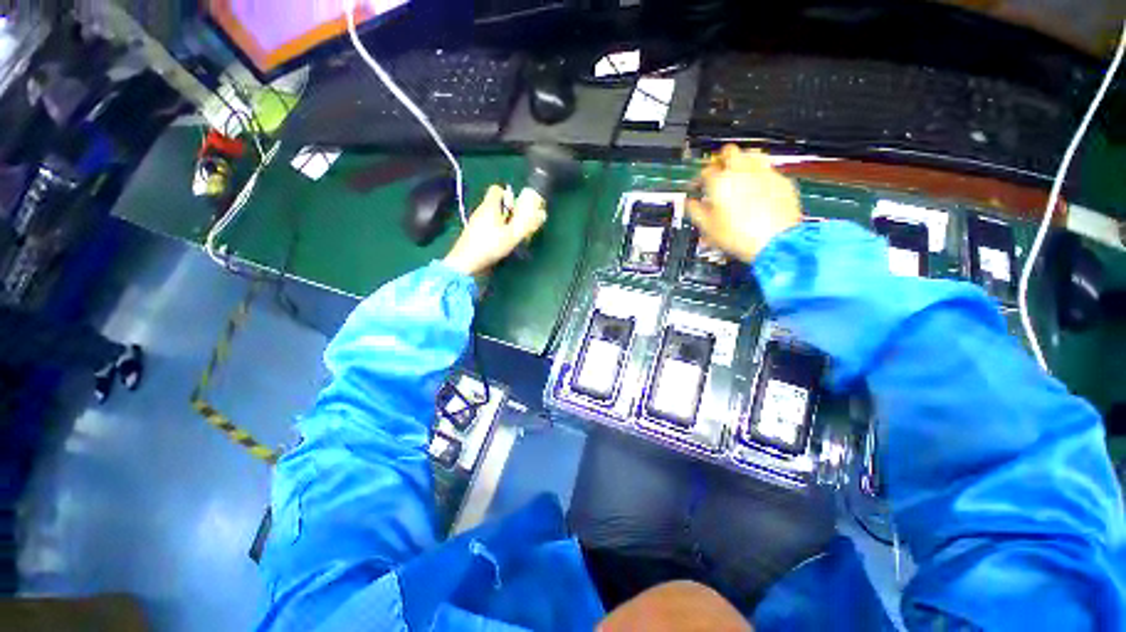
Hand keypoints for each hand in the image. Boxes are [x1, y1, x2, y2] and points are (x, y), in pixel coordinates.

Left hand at [443, 185, 546, 275]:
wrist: (466, 263)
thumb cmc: (490, 246)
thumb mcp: (512, 236)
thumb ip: (527, 225)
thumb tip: (541, 215)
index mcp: (489, 206)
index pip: (496, 189)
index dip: (508, 196)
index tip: (515, 209)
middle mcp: (480, 210)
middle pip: (496, 204)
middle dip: (508, 213)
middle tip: (515, 226)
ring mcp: (475, 222)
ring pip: (491, 216)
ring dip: (502, 223)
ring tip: (509, 237)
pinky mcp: (472, 233)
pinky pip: (486, 226)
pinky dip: (494, 231)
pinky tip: (498, 244)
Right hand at [687, 145, 802, 262]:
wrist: (776, 241)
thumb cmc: (742, 236)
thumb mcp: (708, 228)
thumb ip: (695, 211)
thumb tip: (690, 204)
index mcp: (720, 182)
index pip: (705, 172)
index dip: (699, 179)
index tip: (698, 187)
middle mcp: (742, 172)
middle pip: (729, 152)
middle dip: (720, 160)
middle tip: (717, 172)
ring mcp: (764, 174)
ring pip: (751, 154)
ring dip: (742, 161)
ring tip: (737, 175)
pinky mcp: (781, 181)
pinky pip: (768, 169)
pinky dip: (759, 175)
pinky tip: (756, 188)